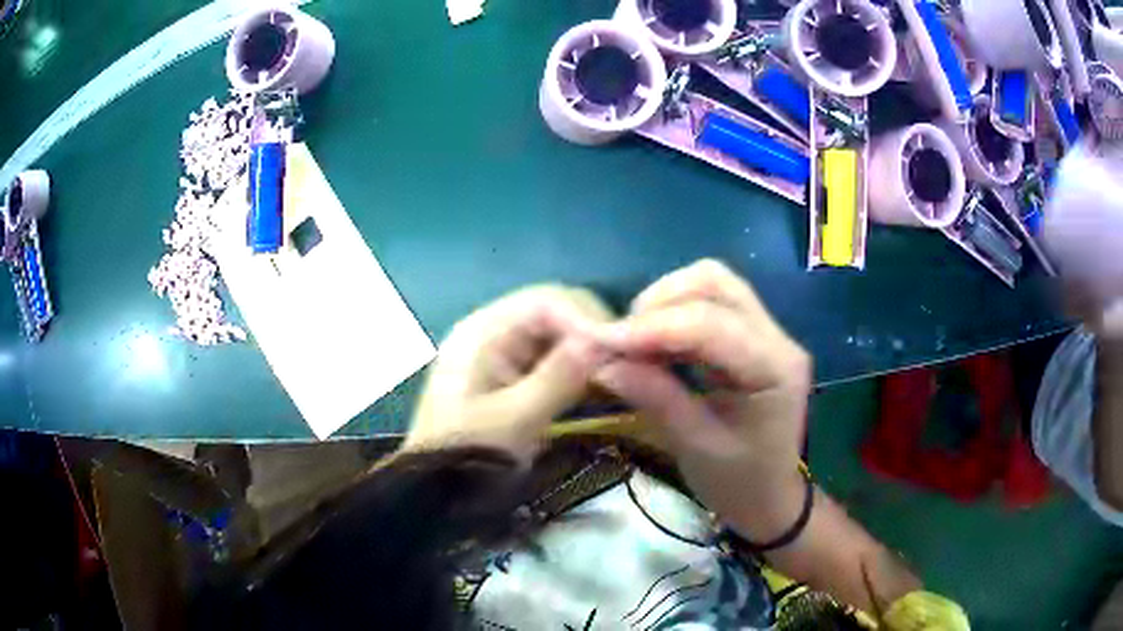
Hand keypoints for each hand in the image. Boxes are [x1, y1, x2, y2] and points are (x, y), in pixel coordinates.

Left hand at [405, 286, 612, 464]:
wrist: (437, 495)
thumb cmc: (469, 457)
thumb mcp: (515, 420)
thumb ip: (558, 377)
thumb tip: (602, 339)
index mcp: (482, 331)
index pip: (545, 301)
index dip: (587, 319)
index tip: (621, 349)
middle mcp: (492, 330)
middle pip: (553, 311)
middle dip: (591, 331)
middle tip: (626, 362)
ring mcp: (501, 352)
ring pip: (557, 333)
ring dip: (588, 349)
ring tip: (619, 373)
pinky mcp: (512, 375)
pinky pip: (553, 357)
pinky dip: (578, 367)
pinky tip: (599, 384)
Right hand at [589, 260, 811, 537]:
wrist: (771, 499)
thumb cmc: (739, 483)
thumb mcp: (696, 447)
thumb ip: (656, 398)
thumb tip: (602, 362)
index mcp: (776, 368)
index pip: (711, 325)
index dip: (652, 327)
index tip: (600, 340)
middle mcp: (778, 337)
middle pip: (715, 283)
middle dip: (660, 301)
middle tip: (622, 339)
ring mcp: (768, 332)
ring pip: (712, 284)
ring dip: (666, 302)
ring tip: (635, 340)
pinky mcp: (752, 336)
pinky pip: (711, 303)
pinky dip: (674, 313)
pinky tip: (654, 342)